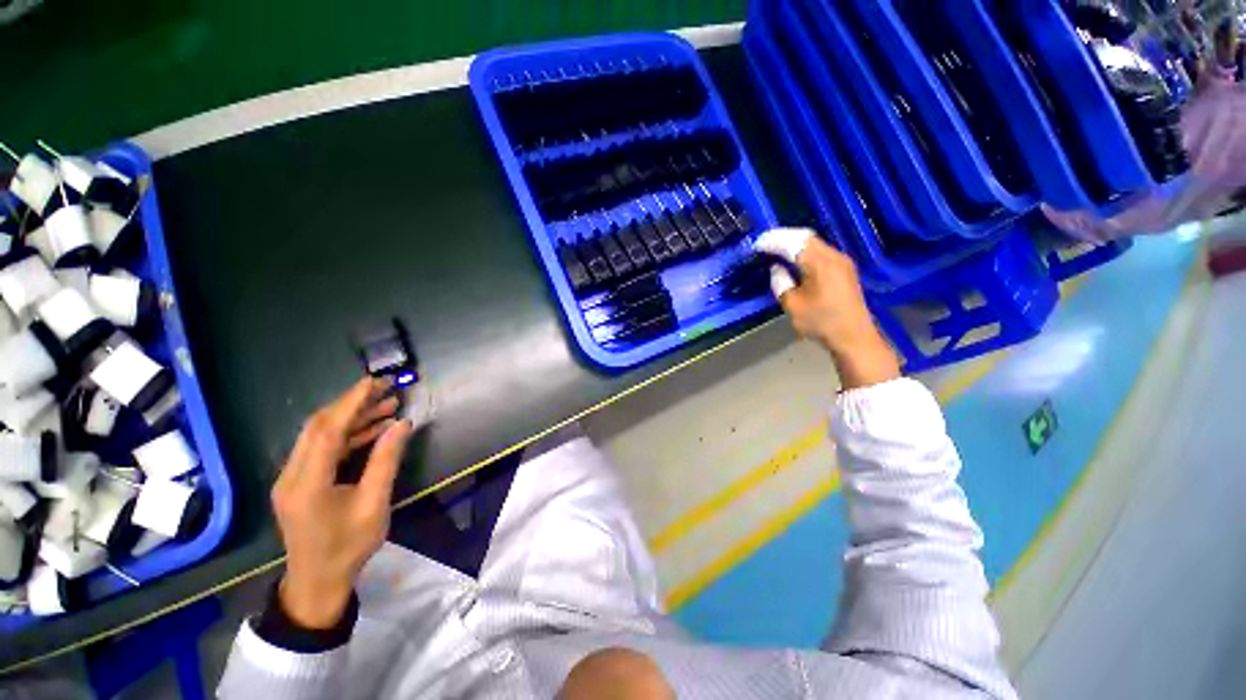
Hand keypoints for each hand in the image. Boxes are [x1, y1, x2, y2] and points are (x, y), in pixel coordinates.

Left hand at [271, 378, 413, 628]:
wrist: (317, 582)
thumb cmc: (348, 547)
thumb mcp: (374, 504)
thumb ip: (386, 461)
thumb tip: (402, 424)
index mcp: (308, 482)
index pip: (328, 430)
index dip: (351, 403)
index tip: (375, 382)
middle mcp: (292, 474)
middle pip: (319, 426)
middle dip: (353, 404)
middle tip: (386, 389)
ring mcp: (292, 478)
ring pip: (320, 435)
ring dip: (353, 418)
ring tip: (387, 406)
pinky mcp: (298, 482)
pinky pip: (321, 449)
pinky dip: (347, 435)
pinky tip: (373, 430)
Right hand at [756, 229, 899, 389]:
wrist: (854, 337)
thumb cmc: (821, 322)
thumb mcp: (793, 305)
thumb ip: (781, 283)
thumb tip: (777, 268)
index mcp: (820, 264)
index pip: (793, 243)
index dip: (774, 241)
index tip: (757, 244)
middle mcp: (833, 256)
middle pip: (805, 237)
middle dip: (783, 237)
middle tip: (764, 243)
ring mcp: (841, 261)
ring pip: (814, 243)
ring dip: (794, 243)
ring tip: (775, 249)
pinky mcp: (844, 269)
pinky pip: (820, 251)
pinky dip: (804, 251)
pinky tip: (794, 259)